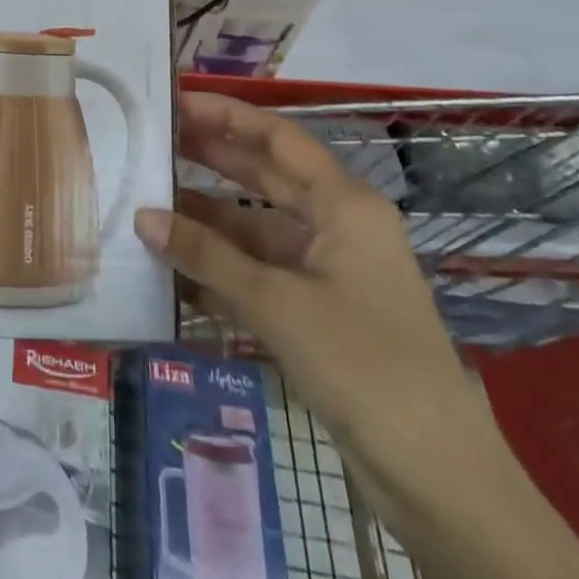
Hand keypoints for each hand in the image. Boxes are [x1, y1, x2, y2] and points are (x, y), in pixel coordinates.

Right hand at [137, 93, 578, 578]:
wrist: (435, 476)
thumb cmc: (363, 364)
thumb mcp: (277, 304)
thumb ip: (207, 256)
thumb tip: (142, 216)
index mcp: (345, 205)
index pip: (278, 138)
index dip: (227, 115)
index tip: (175, 102)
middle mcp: (337, 225)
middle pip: (266, 176)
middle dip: (211, 158)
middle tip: (152, 141)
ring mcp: (327, 269)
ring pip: (257, 228)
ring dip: (208, 218)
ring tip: (148, 200)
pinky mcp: (317, 310)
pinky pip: (259, 271)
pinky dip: (220, 266)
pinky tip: (174, 263)